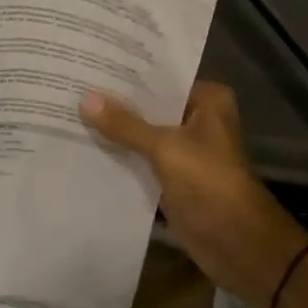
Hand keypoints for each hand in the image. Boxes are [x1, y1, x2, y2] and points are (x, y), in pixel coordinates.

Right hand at [80, 80, 307, 307]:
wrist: (238, 245)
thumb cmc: (210, 184)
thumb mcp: (165, 148)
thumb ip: (125, 124)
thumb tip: (85, 99)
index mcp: (207, 100)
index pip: (160, 78)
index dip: (126, 73)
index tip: (89, 62)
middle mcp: (197, 120)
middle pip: (149, 106)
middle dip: (114, 102)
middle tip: (71, 85)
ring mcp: (184, 151)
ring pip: (142, 134)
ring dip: (114, 130)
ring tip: (69, 111)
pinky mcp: (172, 178)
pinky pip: (140, 160)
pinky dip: (119, 157)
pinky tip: (84, 147)